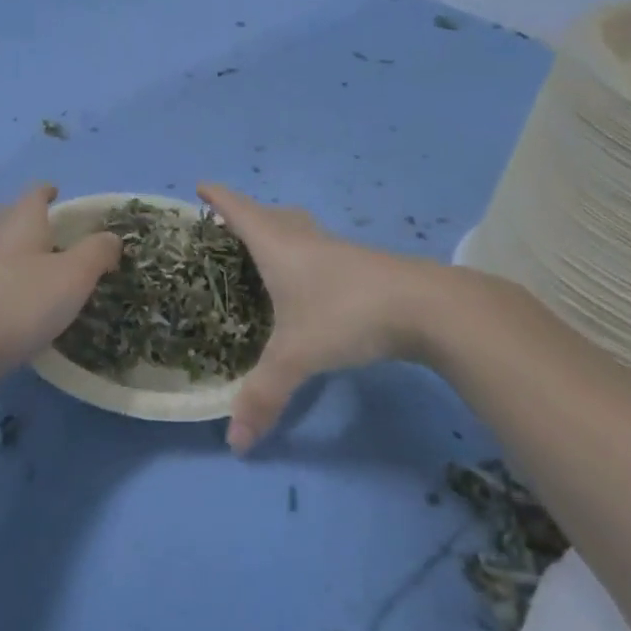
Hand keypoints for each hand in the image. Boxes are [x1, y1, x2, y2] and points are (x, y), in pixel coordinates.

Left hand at [0, 183, 123, 374]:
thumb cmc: (23, 302)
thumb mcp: (75, 276)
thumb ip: (97, 252)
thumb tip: (110, 237)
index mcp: (20, 221)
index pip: (34, 194)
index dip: (47, 191)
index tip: (57, 193)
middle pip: (10, 215)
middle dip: (29, 218)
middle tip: (52, 230)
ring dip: (16, 248)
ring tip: (37, 264)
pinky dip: (4, 276)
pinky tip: (15, 296)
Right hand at [199, 183, 452, 452]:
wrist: (429, 307)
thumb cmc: (347, 315)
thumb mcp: (297, 357)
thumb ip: (263, 397)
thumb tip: (234, 445)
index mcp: (279, 248)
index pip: (240, 212)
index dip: (219, 198)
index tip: (201, 184)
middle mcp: (306, 241)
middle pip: (272, 216)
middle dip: (247, 215)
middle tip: (229, 226)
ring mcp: (339, 252)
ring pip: (302, 232)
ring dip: (280, 233)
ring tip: (267, 252)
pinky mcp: (365, 268)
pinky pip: (323, 252)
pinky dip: (306, 256)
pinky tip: (312, 283)